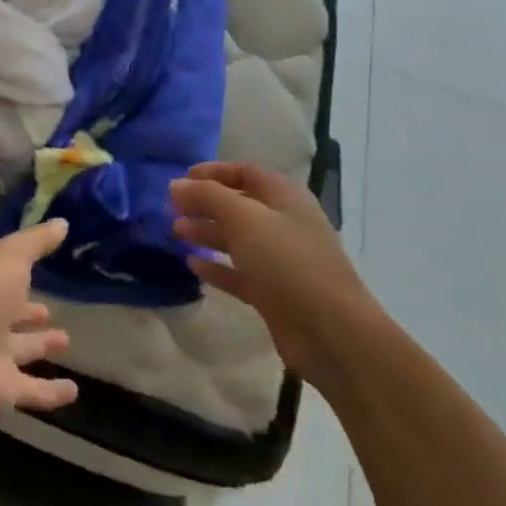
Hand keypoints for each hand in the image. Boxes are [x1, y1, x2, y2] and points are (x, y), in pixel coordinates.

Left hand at [0, 221, 77, 422]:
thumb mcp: (11, 256)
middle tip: (49, 310)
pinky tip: (73, 391)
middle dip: (25, 310)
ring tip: (65, 340)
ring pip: (17, 348)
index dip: (12, 268)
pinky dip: (51, 391)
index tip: (36, 266)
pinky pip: (30, 389)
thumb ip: (36, 241)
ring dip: (39, 345)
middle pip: (4, 311)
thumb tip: (62, 222)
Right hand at [171, 163, 383, 391]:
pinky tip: (193, 264)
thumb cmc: (288, 262)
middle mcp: (284, 224)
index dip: (213, 173)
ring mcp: (280, 261)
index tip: (182, 180)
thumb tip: (176, 184)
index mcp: (284, 198)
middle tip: (172, 208)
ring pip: (237, 239)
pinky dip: (217, 267)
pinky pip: (239, 273)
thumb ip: (207, 196)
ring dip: (207, 232)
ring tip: (176, 232)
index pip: (245, 172)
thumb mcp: (243, 218)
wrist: (333, 333)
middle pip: (238, 205)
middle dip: (205, 204)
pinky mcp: (275, 294)